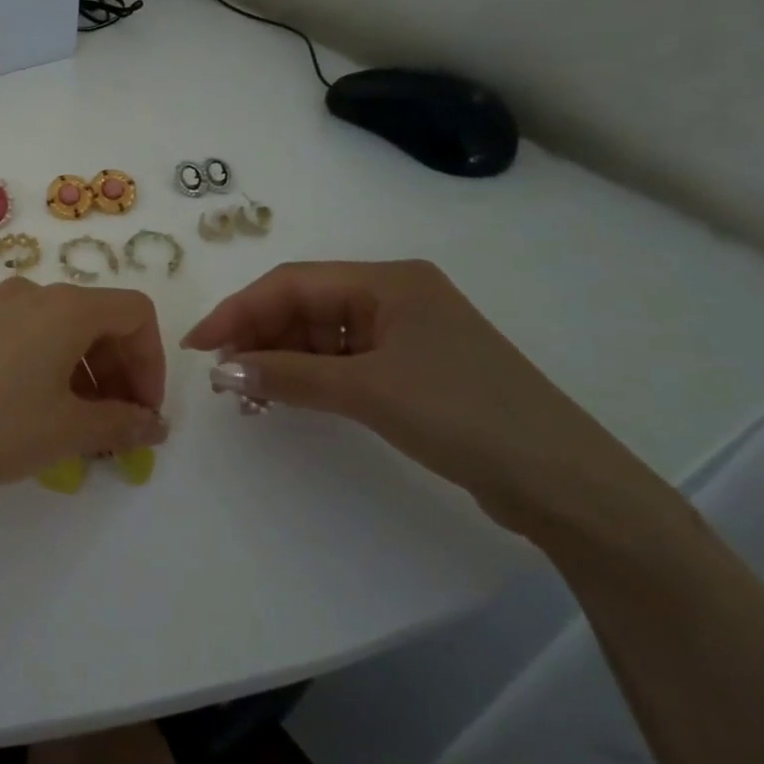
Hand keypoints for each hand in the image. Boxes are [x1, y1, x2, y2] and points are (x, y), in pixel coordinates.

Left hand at [0, 278, 167, 503]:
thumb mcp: (66, 431)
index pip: (135, 313)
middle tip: (117, 426)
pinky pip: (25, 335)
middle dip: (119, 371)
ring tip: (77, 425)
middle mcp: (33, 292)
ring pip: (60, 329)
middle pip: (98, 319)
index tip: (144, 411)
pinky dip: (48, 366)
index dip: (152, 362)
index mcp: (67, 306)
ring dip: (84, 372)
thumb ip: (121, 424)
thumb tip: (153, 423)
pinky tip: (33, 410)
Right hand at [182, 260, 651, 533]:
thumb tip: (222, 370)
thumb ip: (288, 375)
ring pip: (321, 334)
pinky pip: (342, 361)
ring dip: (280, 357)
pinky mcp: (412, 369)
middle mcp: (394, 296)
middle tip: (220, 373)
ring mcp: (405, 334)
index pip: (292, 283)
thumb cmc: (463, 414)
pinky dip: (309, 375)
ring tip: (244, 389)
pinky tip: (284, 394)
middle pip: (305, 305)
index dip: (239, 309)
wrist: (564, 482)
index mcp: (388, 280)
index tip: (199, 344)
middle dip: (258, 334)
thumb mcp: (367, 390)